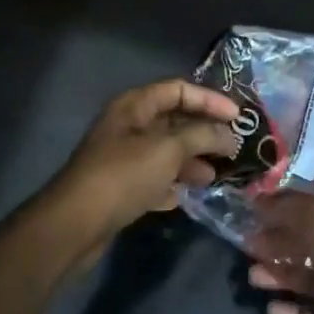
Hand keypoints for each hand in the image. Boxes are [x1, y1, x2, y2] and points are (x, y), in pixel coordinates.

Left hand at [45, 79, 241, 261]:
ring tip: (215, 176)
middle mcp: (128, 127)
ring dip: (191, 161)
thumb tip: (228, 135)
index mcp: (134, 106)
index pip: (178, 90)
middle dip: (204, 133)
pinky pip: (154, 179)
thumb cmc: (123, 176)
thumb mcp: (168, 149)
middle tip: (233, 148)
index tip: (238, 117)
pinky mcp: (121, 188)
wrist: (76, 223)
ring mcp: (123, 158)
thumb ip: (202, 136)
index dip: (209, 100)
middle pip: (173, 121)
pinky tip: (187, 196)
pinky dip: (172, 184)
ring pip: (166, 152)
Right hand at [247, 193, 313, 313]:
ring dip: (278, 275)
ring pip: (306, 278)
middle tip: (248, 244)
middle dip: (277, 241)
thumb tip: (256, 200)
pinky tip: (272, 308)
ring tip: (254, 276)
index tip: (254, 210)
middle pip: (308, 242)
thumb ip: (285, 207)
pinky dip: (290, 311)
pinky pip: (309, 313)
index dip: (286, 206)